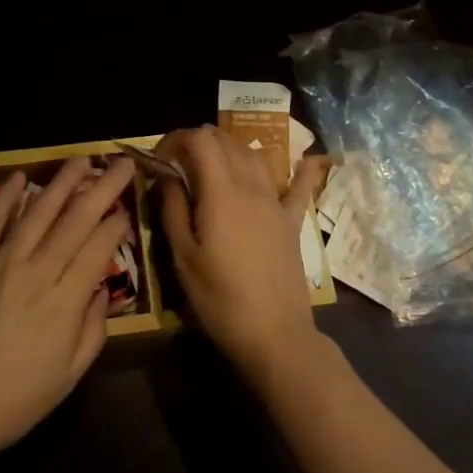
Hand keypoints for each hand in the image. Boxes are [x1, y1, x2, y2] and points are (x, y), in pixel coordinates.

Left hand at [0, 157, 133, 464]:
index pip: (99, 247)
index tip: (127, 210)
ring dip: (61, 182)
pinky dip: (5, 197)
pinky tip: (19, 177)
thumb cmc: (12, 402)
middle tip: (121, 164)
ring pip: (37, 211)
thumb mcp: (67, 378)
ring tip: (80, 160)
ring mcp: (1, 262)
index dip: (117, 224)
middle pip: (76, 219)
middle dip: (103, 187)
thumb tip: (101, 292)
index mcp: (65, 301)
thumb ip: (91, 331)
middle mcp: (37, 271)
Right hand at [156, 126, 327, 390]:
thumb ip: (173, 209)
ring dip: (231, 149)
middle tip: (179, 163)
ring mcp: (275, 202)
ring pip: (255, 155)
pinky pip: (300, 186)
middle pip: (226, 141)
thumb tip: (166, 176)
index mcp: (221, 192)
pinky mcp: (292, 221)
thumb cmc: (220, 299)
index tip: (160, 157)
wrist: (275, 335)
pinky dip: (302, 169)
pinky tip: (312, 157)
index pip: (200, 140)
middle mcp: (251, 186)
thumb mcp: (183, 257)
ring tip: (212, 163)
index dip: (177, 138)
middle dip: (199, 141)